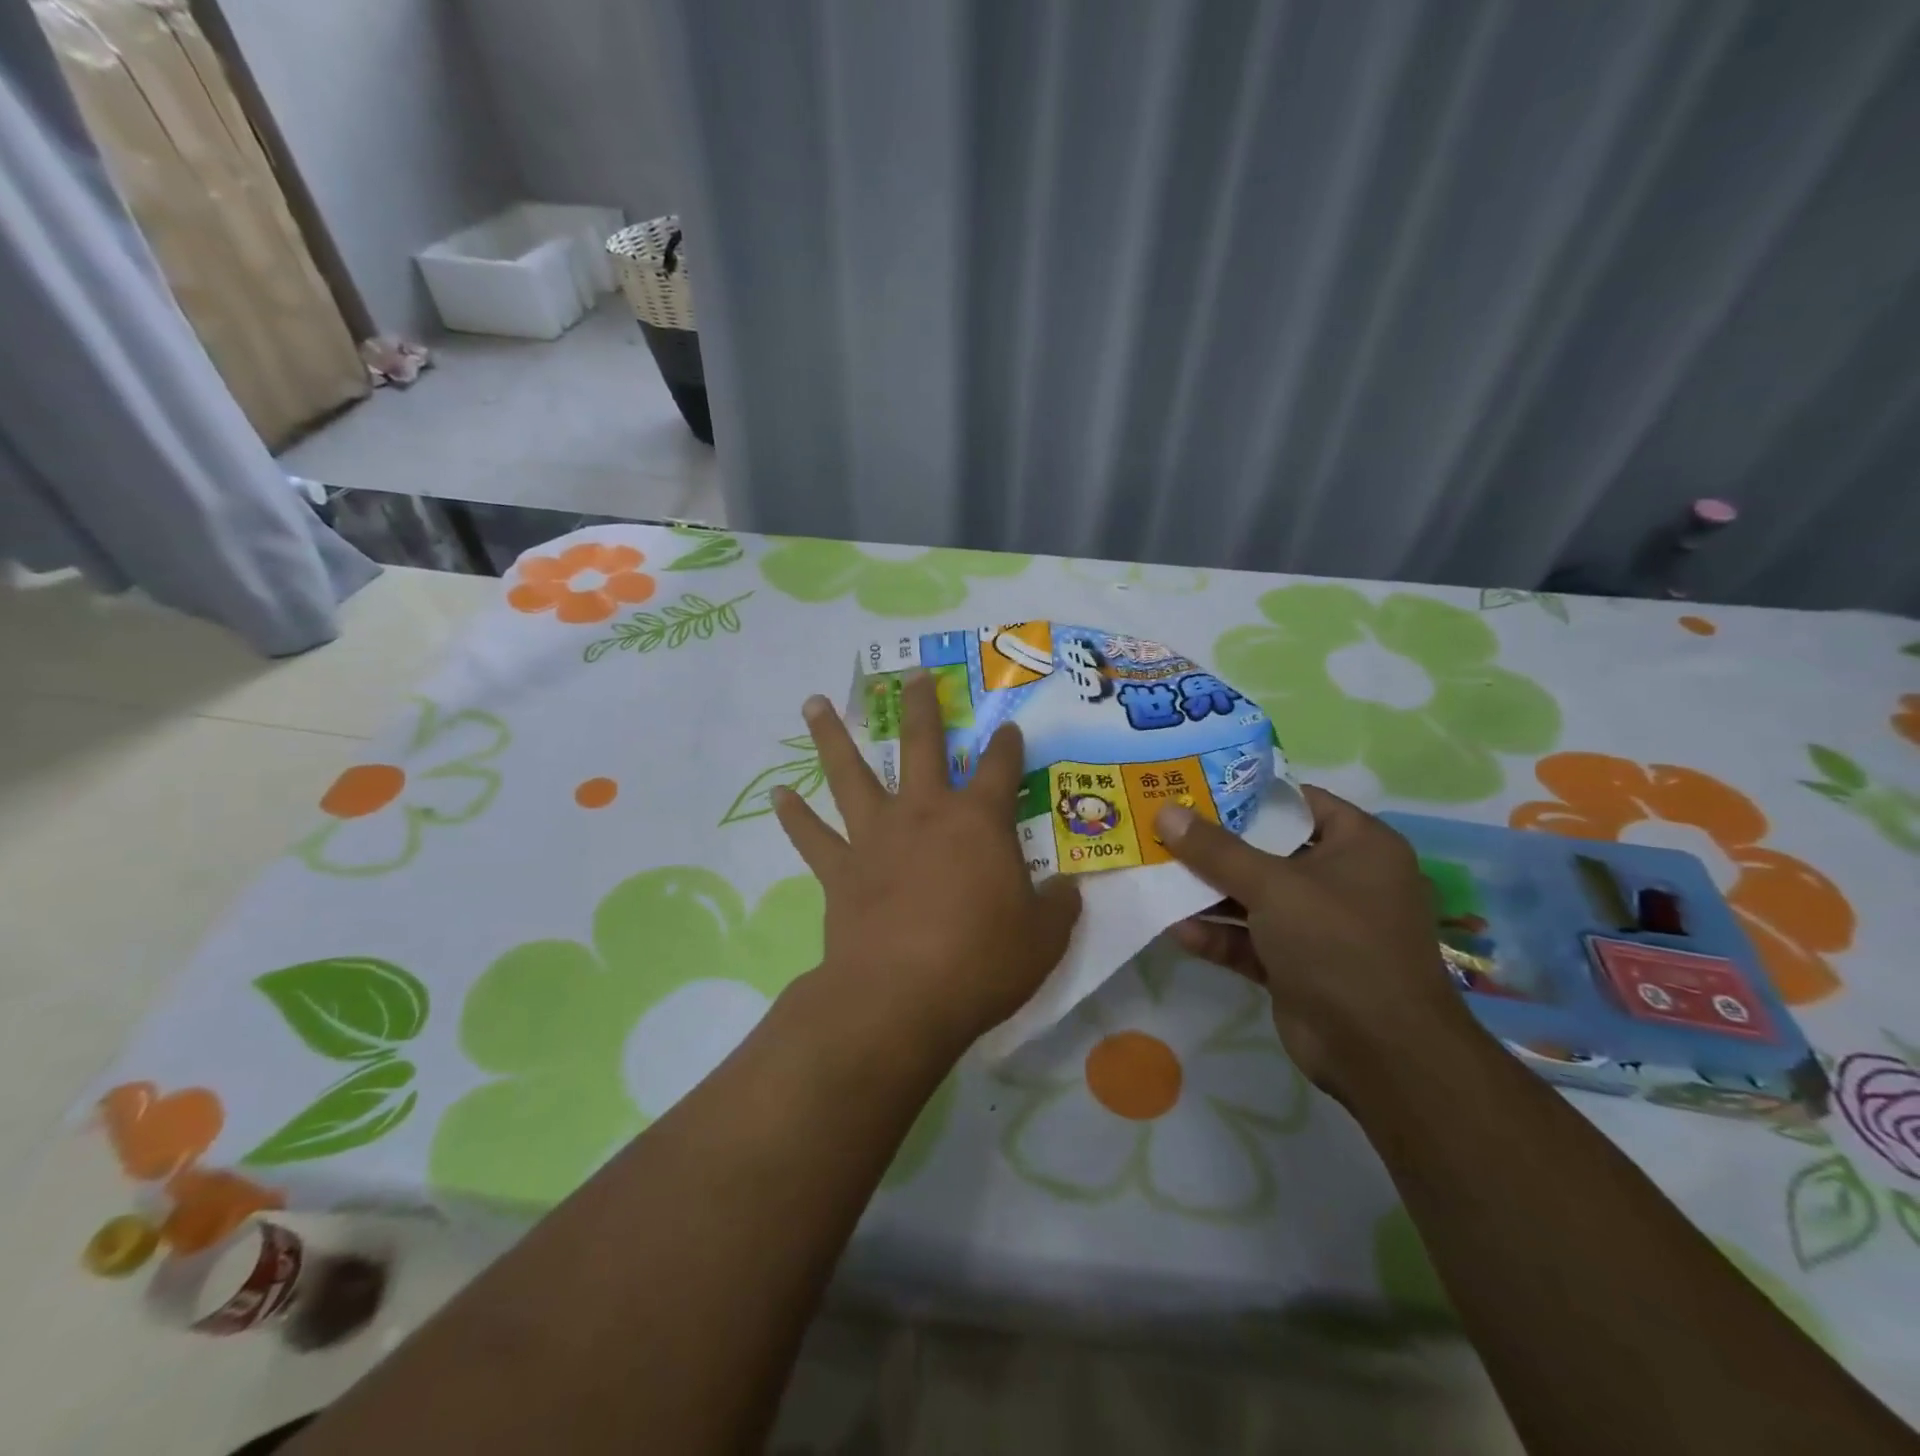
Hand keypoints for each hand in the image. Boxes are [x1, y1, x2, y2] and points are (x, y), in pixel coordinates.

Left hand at [772, 673, 1081, 1060]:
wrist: (901, 998)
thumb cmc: (981, 961)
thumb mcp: (1043, 938)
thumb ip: (1059, 906)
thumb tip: (1068, 888)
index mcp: (978, 821)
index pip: (1001, 767)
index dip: (1007, 744)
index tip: (1009, 726)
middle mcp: (924, 813)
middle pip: (921, 743)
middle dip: (921, 705)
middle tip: (913, 674)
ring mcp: (876, 837)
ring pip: (850, 773)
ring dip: (832, 736)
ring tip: (814, 702)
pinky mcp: (841, 870)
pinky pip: (813, 837)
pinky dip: (795, 815)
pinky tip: (778, 794)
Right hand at [1154, 786, 1476, 1098]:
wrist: (1379, 1052)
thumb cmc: (1337, 943)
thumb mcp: (1273, 885)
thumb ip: (1215, 850)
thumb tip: (1166, 811)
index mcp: (1359, 846)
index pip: (1299, 803)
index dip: (1247, 795)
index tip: (1194, 788)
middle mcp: (1342, 880)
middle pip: (1268, 851)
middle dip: (1215, 846)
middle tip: (1163, 828)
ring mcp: (1319, 927)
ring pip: (1255, 898)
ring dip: (1209, 893)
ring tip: (1157, 875)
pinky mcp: (1298, 966)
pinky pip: (1251, 939)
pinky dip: (1218, 934)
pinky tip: (1176, 928)